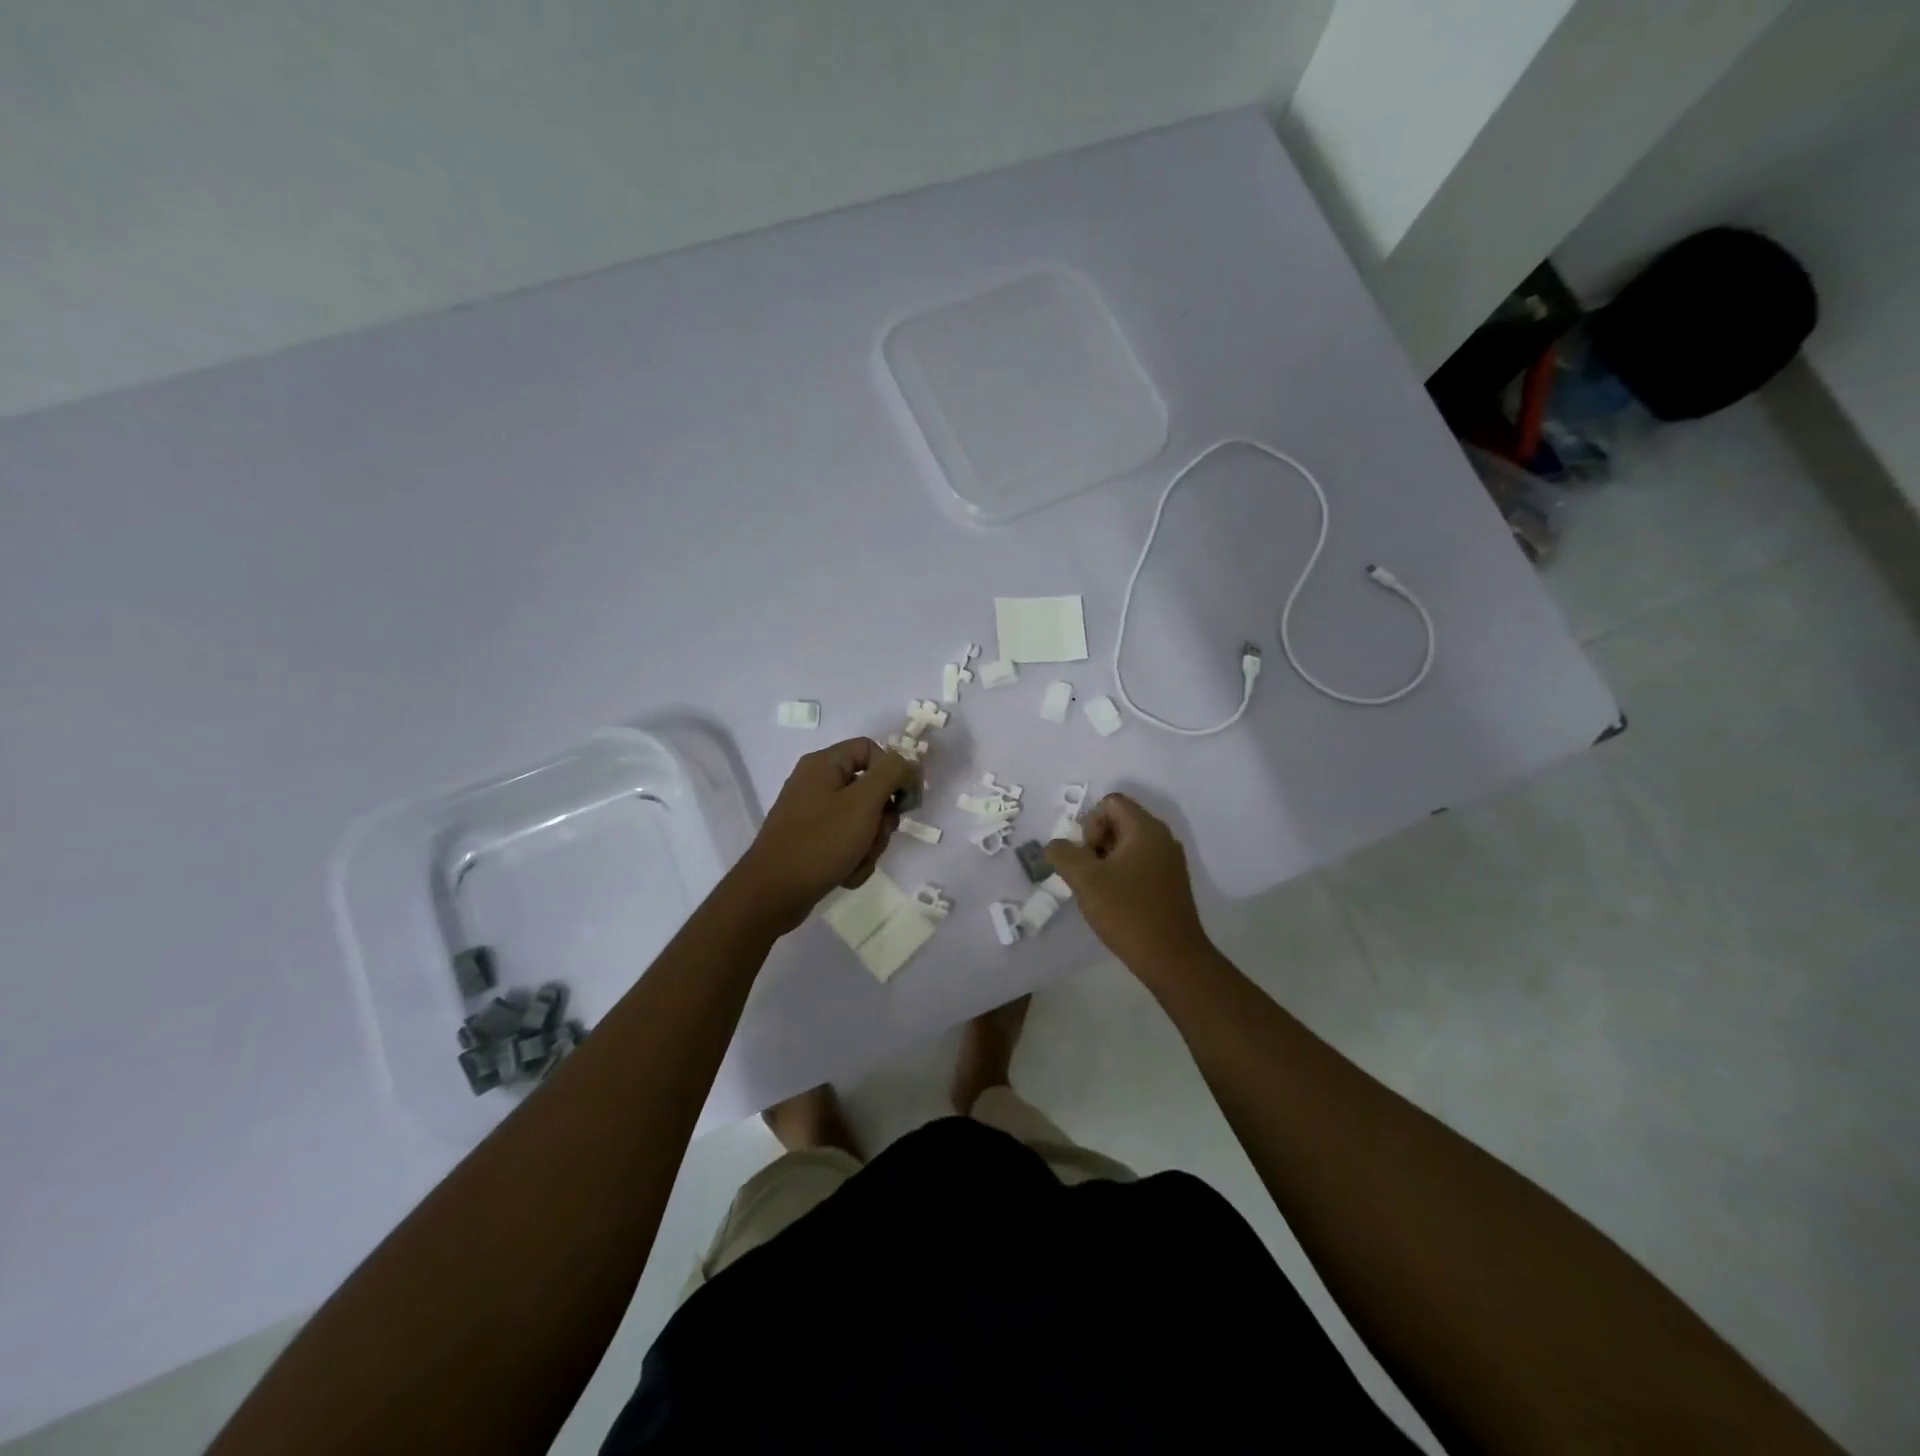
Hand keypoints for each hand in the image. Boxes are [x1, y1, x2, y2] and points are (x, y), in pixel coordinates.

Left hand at [734, 738, 919, 932]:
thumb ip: (891, 774)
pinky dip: (853, 858)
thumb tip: (908, 765)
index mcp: (824, 764)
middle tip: (877, 836)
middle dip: (881, 819)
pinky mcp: (811, 841)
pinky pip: (846, 842)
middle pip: (870, 789)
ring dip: (869, 844)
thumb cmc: (821, 842)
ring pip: (862, 820)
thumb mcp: (863, 802)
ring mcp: (812, 814)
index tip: (906, 801)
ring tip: (857, 862)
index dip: (894, 772)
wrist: (773, 893)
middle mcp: (816, 783)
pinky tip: (845, 874)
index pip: (872, 750)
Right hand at [1047, 794, 1210, 975]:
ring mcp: (1169, 861)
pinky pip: (1140, 863)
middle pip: (1119, 821)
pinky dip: (1122, 874)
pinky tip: (1116, 902)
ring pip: (1128, 844)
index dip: (1090, 824)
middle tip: (1089, 876)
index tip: (1087, 857)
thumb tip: (1054, 845)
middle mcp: (1162, 838)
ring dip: (1106, 861)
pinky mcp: (1171, 882)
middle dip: (1095, 843)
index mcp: (1145, 829)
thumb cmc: (1128, 913)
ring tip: (1099, 891)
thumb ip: (1064, 855)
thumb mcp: (1086, 881)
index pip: (1110, 802)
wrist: (1173, 958)